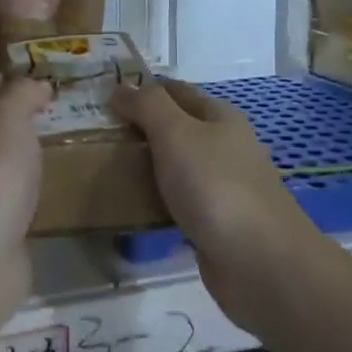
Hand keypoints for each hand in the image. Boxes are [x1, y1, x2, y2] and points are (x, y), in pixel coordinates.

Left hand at [0, 75, 51, 307]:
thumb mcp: (9, 116)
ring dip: (19, 153)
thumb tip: (36, 86)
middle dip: (11, 119)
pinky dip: (25, 188)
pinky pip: (8, 195)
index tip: (31, 85)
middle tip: (50, 115)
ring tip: (54, 147)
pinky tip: (48, 188)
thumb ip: (22, 93)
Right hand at [111, 79, 318, 332]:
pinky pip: (176, 203)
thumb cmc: (216, 187)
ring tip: (101, 169)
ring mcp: (221, 187)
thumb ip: (148, 106)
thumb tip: (121, 87)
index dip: (141, 89)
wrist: (260, 264)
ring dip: (143, 167)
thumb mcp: (177, 134)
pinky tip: (128, 208)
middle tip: (91, 135)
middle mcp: (223, 147)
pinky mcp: (214, 223)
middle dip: (138, 130)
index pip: (174, 91)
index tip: (101, 97)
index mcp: (219, 117)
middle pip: (174, 129)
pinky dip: (154, 202)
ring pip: (174, 167)